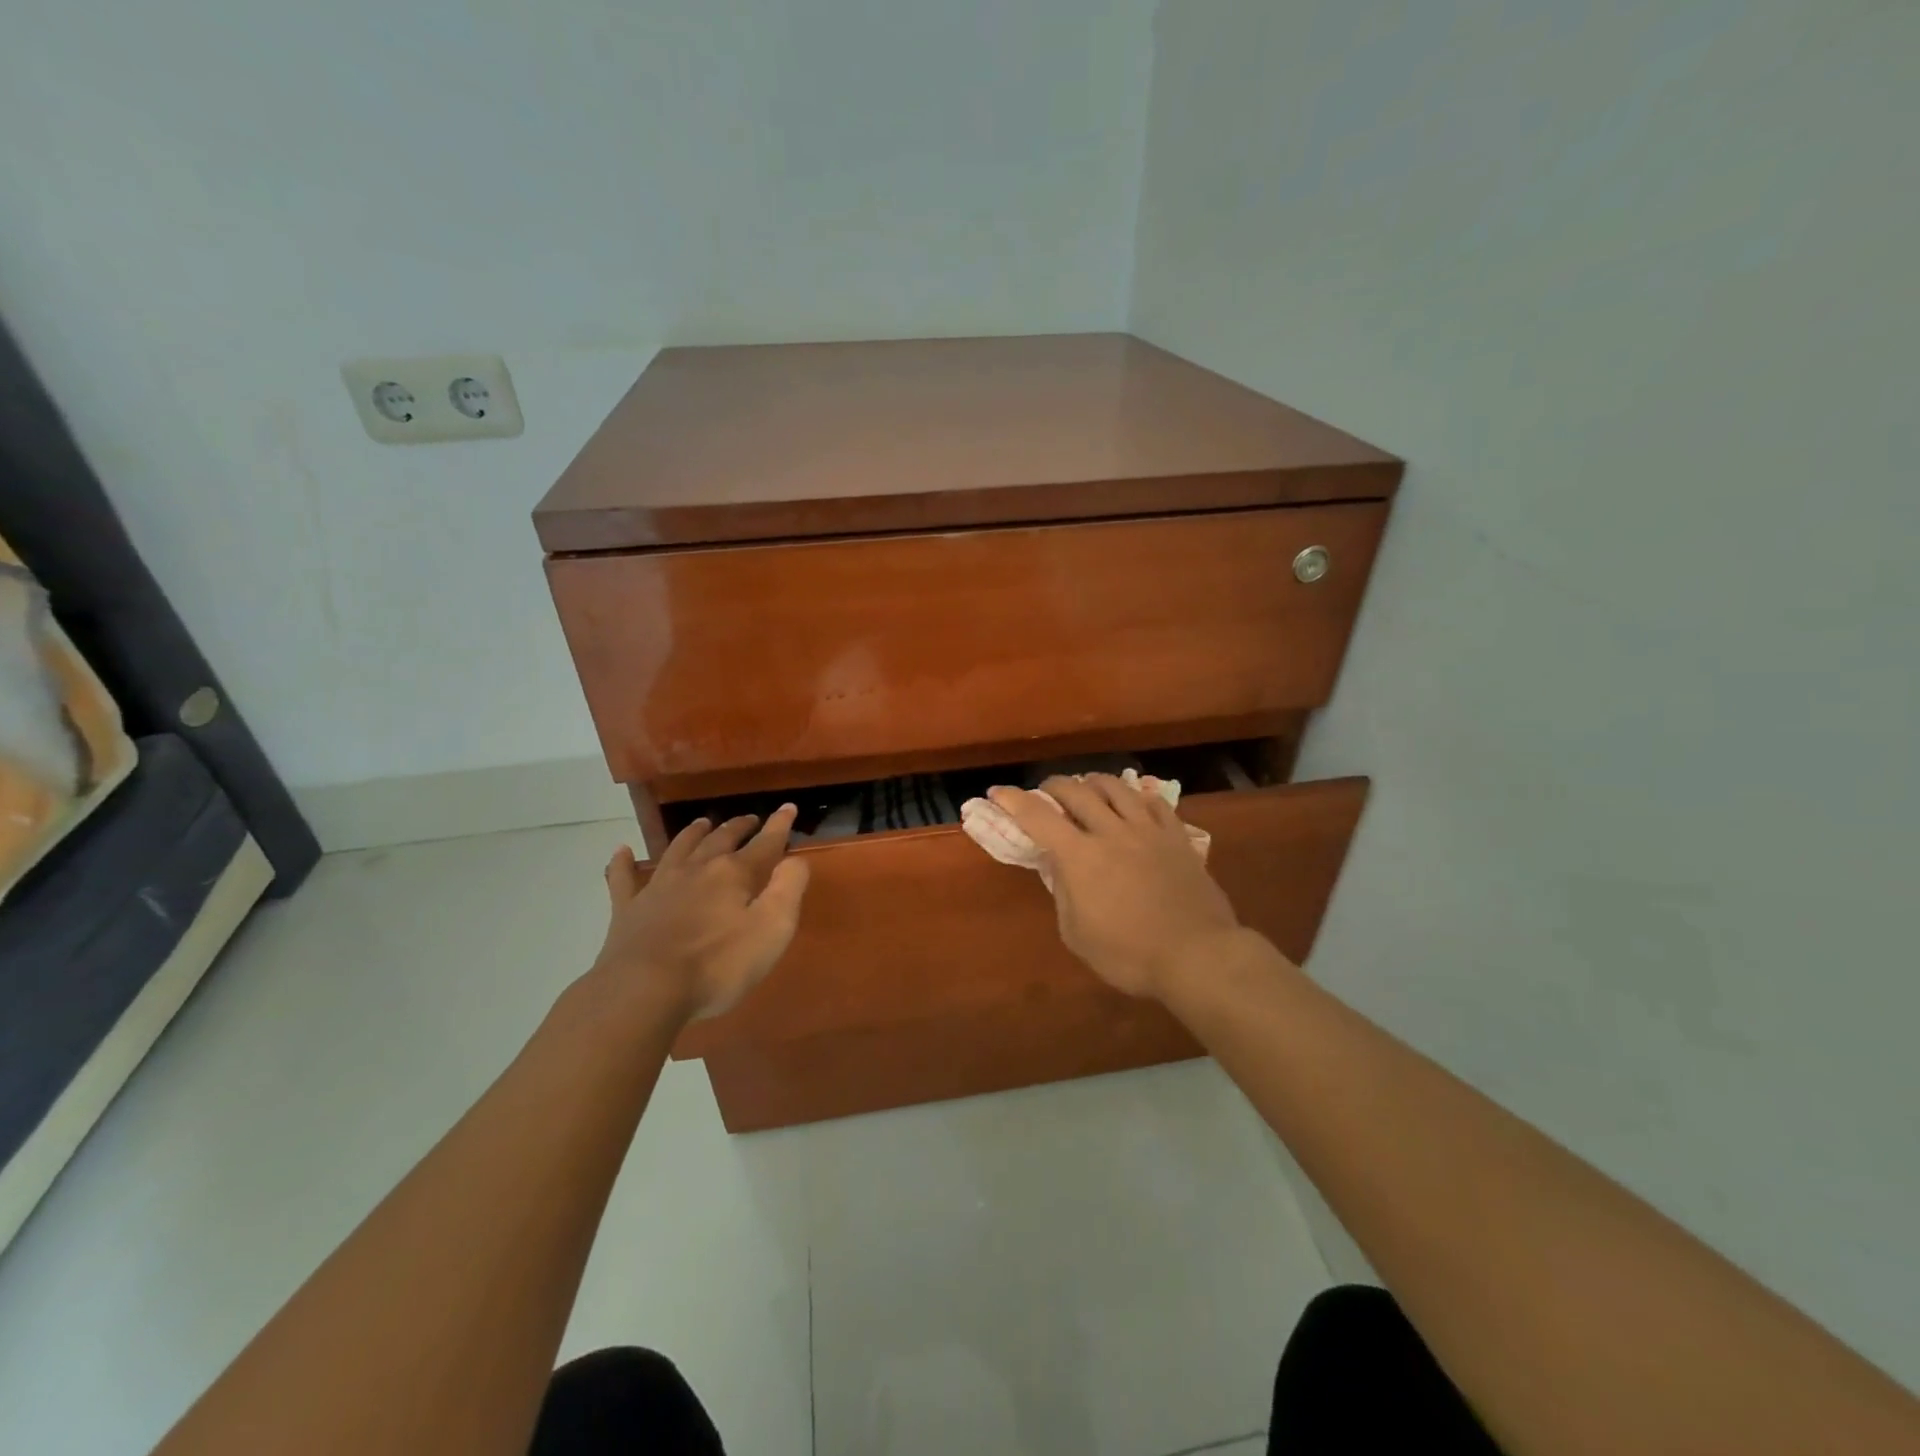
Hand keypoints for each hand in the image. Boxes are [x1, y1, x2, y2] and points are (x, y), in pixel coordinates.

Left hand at [593, 805, 810, 1022]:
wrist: (644, 991)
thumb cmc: (718, 965)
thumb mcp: (772, 929)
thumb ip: (788, 889)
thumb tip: (795, 859)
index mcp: (733, 874)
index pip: (764, 843)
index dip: (779, 825)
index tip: (788, 808)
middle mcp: (696, 869)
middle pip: (721, 839)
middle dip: (739, 827)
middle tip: (750, 819)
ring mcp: (658, 887)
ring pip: (678, 849)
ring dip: (693, 834)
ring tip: (702, 823)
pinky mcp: (628, 910)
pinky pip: (623, 878)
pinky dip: (623, 863)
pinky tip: (621, 852)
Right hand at [987, 774, 1241, 999]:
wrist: (1197, 955)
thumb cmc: (1129, 955)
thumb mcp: (1077, 935)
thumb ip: (1064, 894)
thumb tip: (1061, 869)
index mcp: (1080, 856)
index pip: (1038, 817)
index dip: (1013, 800)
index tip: (997, 792)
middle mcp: (1111, 832)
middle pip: (1076, 791)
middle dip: (1053, 786)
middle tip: (1044, 793)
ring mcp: (1148, 830)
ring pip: (1116, 787)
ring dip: (1093, 782)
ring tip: (1087, 788)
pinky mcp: (1177, 837)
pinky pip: (1155, 802)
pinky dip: (1137, 795)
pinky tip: (1133, 800)